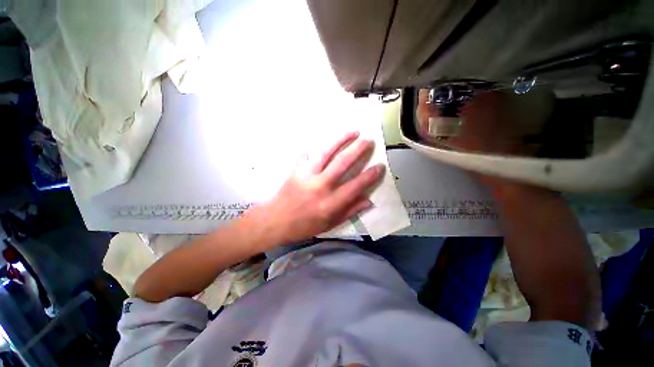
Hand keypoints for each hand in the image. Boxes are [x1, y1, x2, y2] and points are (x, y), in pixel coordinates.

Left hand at [245, 132, 384, 247]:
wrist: (275, 221)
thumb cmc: (304, 226)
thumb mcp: (329, 224)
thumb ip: (349, 211)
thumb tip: (368, 200)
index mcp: (330, 203)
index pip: (355, 186)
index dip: (370, 175)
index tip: (380, 166)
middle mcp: (320, 186)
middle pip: (342, 163)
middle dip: (358, 150)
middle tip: (368, 141)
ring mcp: (306, 175)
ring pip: (326, 153)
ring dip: (341, 140)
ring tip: (353, 132)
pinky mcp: (296, 170)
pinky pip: (307, 154)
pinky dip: (315, 147)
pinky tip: (323, 142)